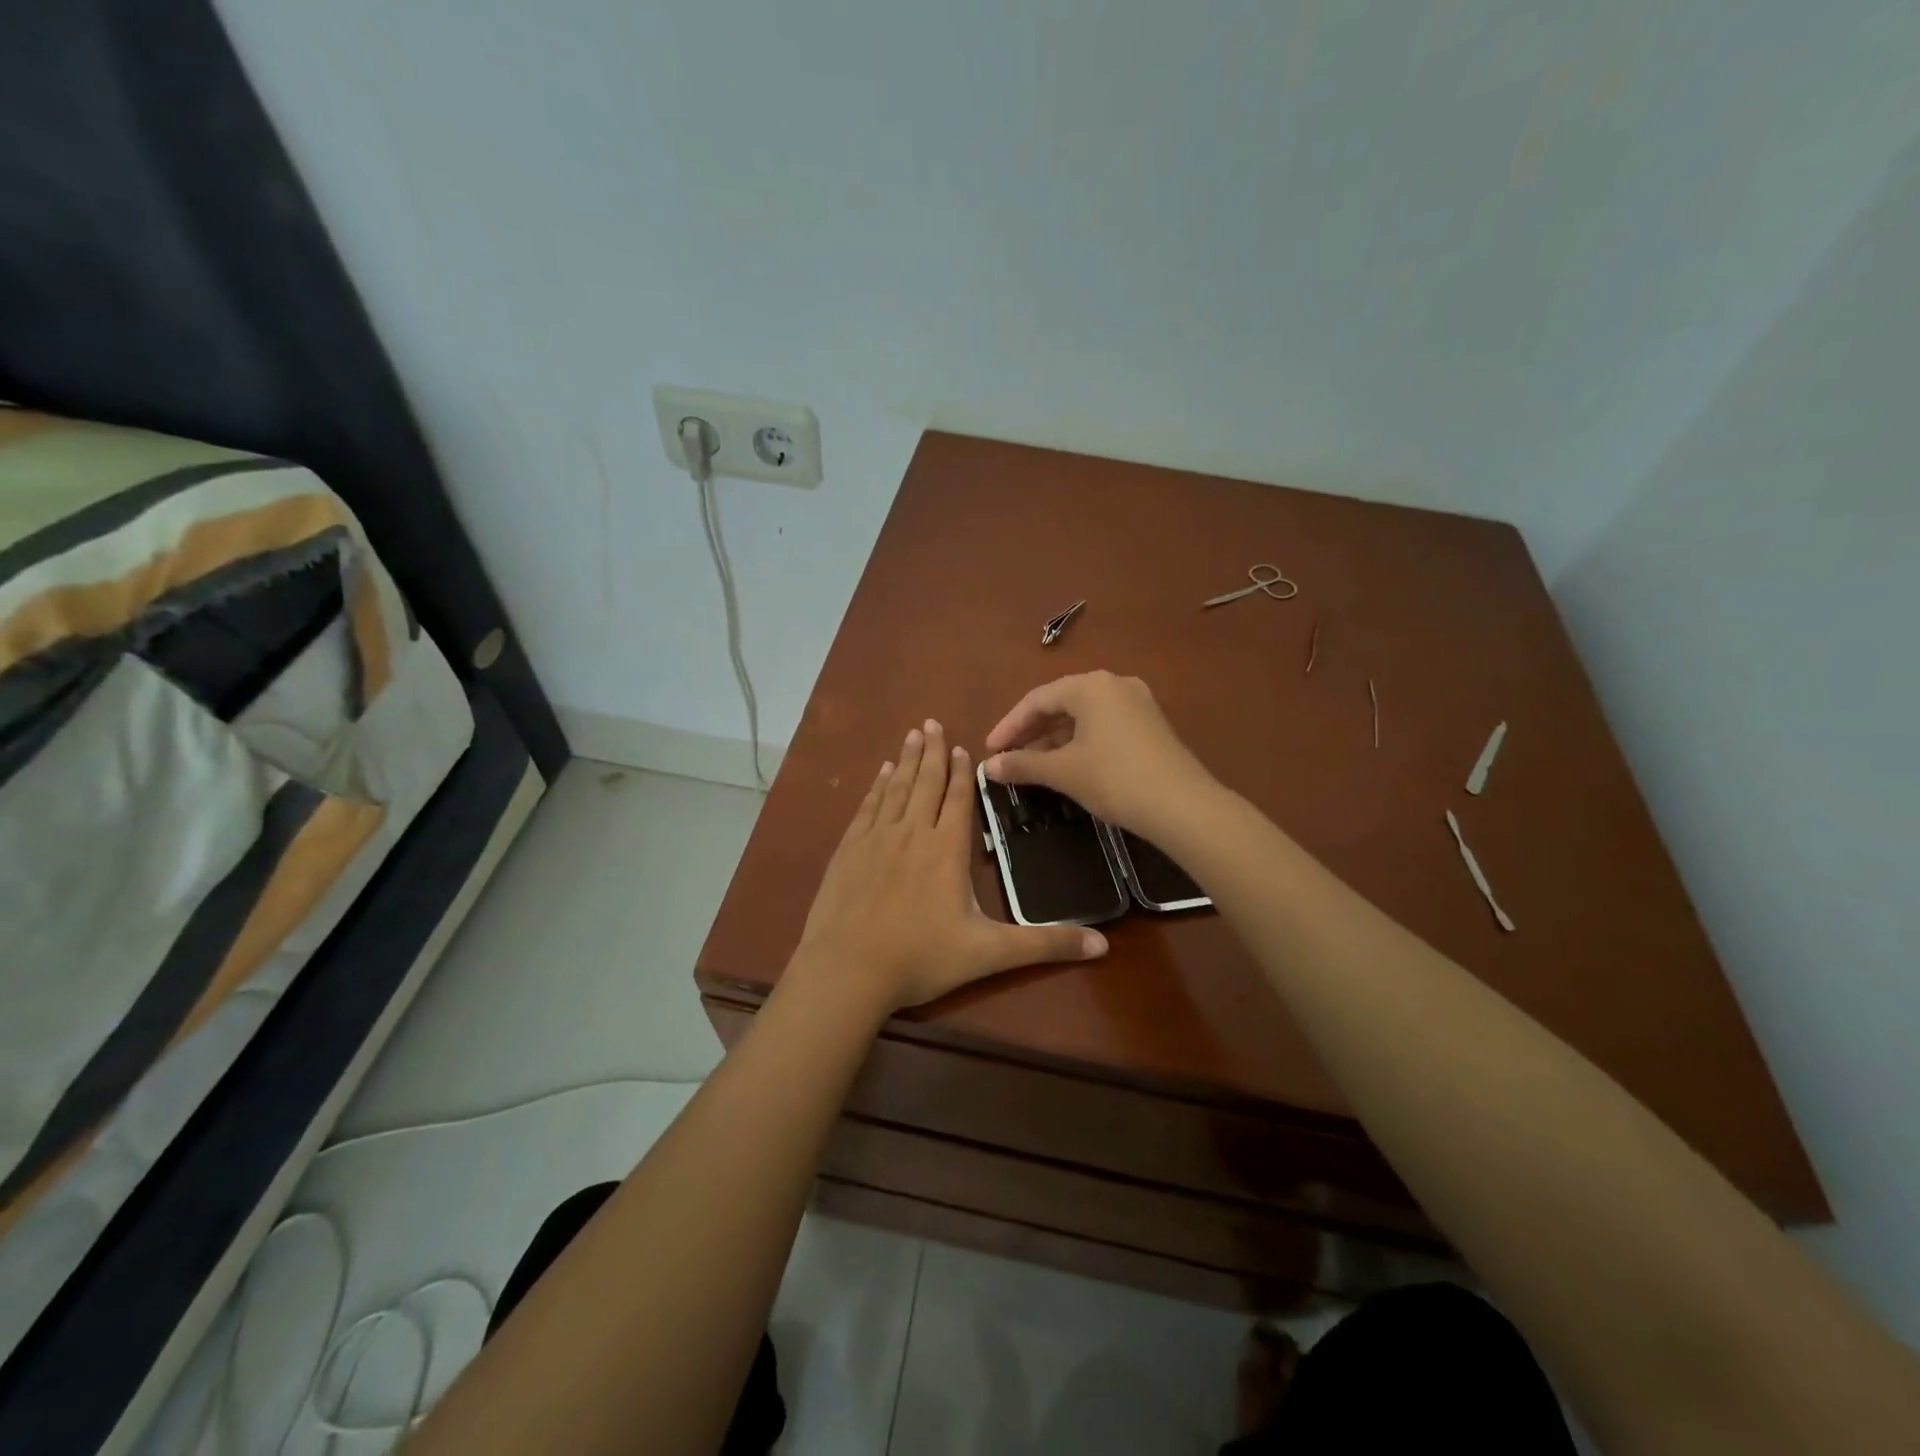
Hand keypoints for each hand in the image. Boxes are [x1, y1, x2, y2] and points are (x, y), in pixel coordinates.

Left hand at [793, 720, 1107, 1011]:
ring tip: (912, 735)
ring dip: (906, 761)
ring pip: (896, 789)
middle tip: (932, 723)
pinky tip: (881, 775)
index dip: (961, 773)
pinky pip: (867, 808)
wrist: (847, 971)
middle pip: (925, 783)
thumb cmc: (921, 958)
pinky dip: (877, 787)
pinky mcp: (847, 851)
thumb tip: (1103, 945)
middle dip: (932, 752)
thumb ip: (1044, 945)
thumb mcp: (989, 954)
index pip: (958, 800)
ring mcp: (875, 839)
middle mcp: (911, 833)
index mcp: (946, 850)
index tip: (962, 746)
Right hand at [981, 671, 1212, 835]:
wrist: (1183, 806)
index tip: (990, 751)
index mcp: (1091, 686)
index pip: (1037, 700)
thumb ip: (1022, 764)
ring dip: (1054, 739)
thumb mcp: (1063, 772)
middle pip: (1060, 704)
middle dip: (1031, 732)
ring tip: (1032, 765)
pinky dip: (1079, 742)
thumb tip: (988, 768)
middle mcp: (1114, 684)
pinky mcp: (1150, 725)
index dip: (1009, 726)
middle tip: (1008, 758)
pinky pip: (1103, 725)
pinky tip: (1067, 765)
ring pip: (1083, 716)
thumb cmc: (1115, 779)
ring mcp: (1137, 703)